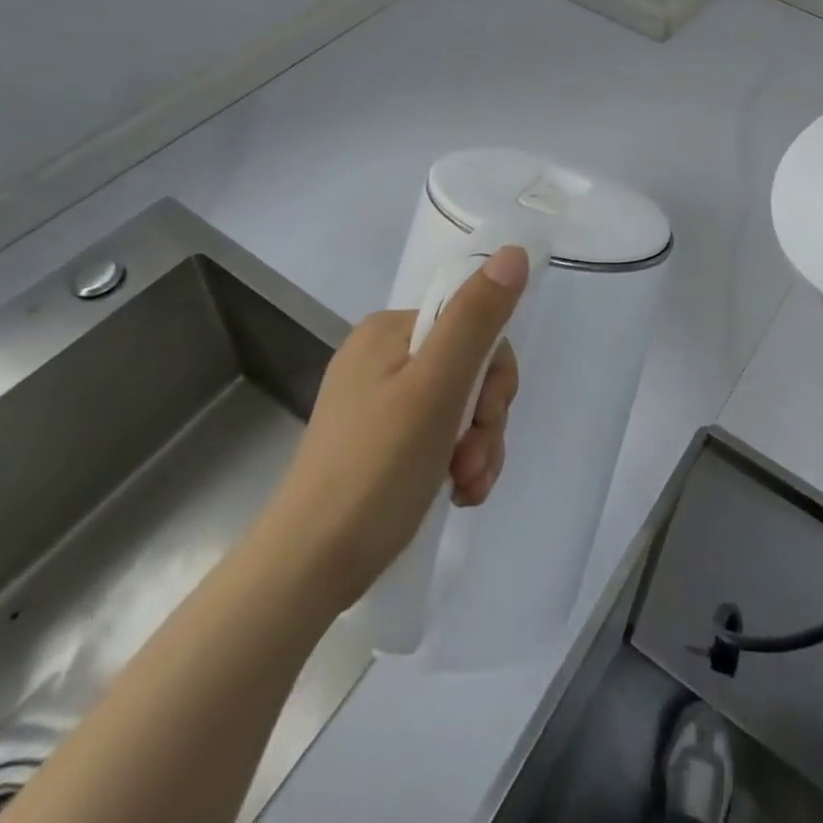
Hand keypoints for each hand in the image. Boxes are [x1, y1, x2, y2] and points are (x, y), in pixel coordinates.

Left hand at [266, 247, 526, 609]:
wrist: (308, 569)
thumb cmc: (376, 469)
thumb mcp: (437, 387)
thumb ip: (477, 318)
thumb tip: (514, 252)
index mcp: (390, 331)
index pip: (472, 326)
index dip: (494, 374)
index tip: (488, 416)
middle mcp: (383, 357)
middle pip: (469, 369)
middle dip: (485, 419)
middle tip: (473, 461)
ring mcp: (380, 402)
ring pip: (460, 407)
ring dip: (477, 447)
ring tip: (466, 486)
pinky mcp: (380, 443)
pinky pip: (440, 435)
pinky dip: (458, 463)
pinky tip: (457, 492)